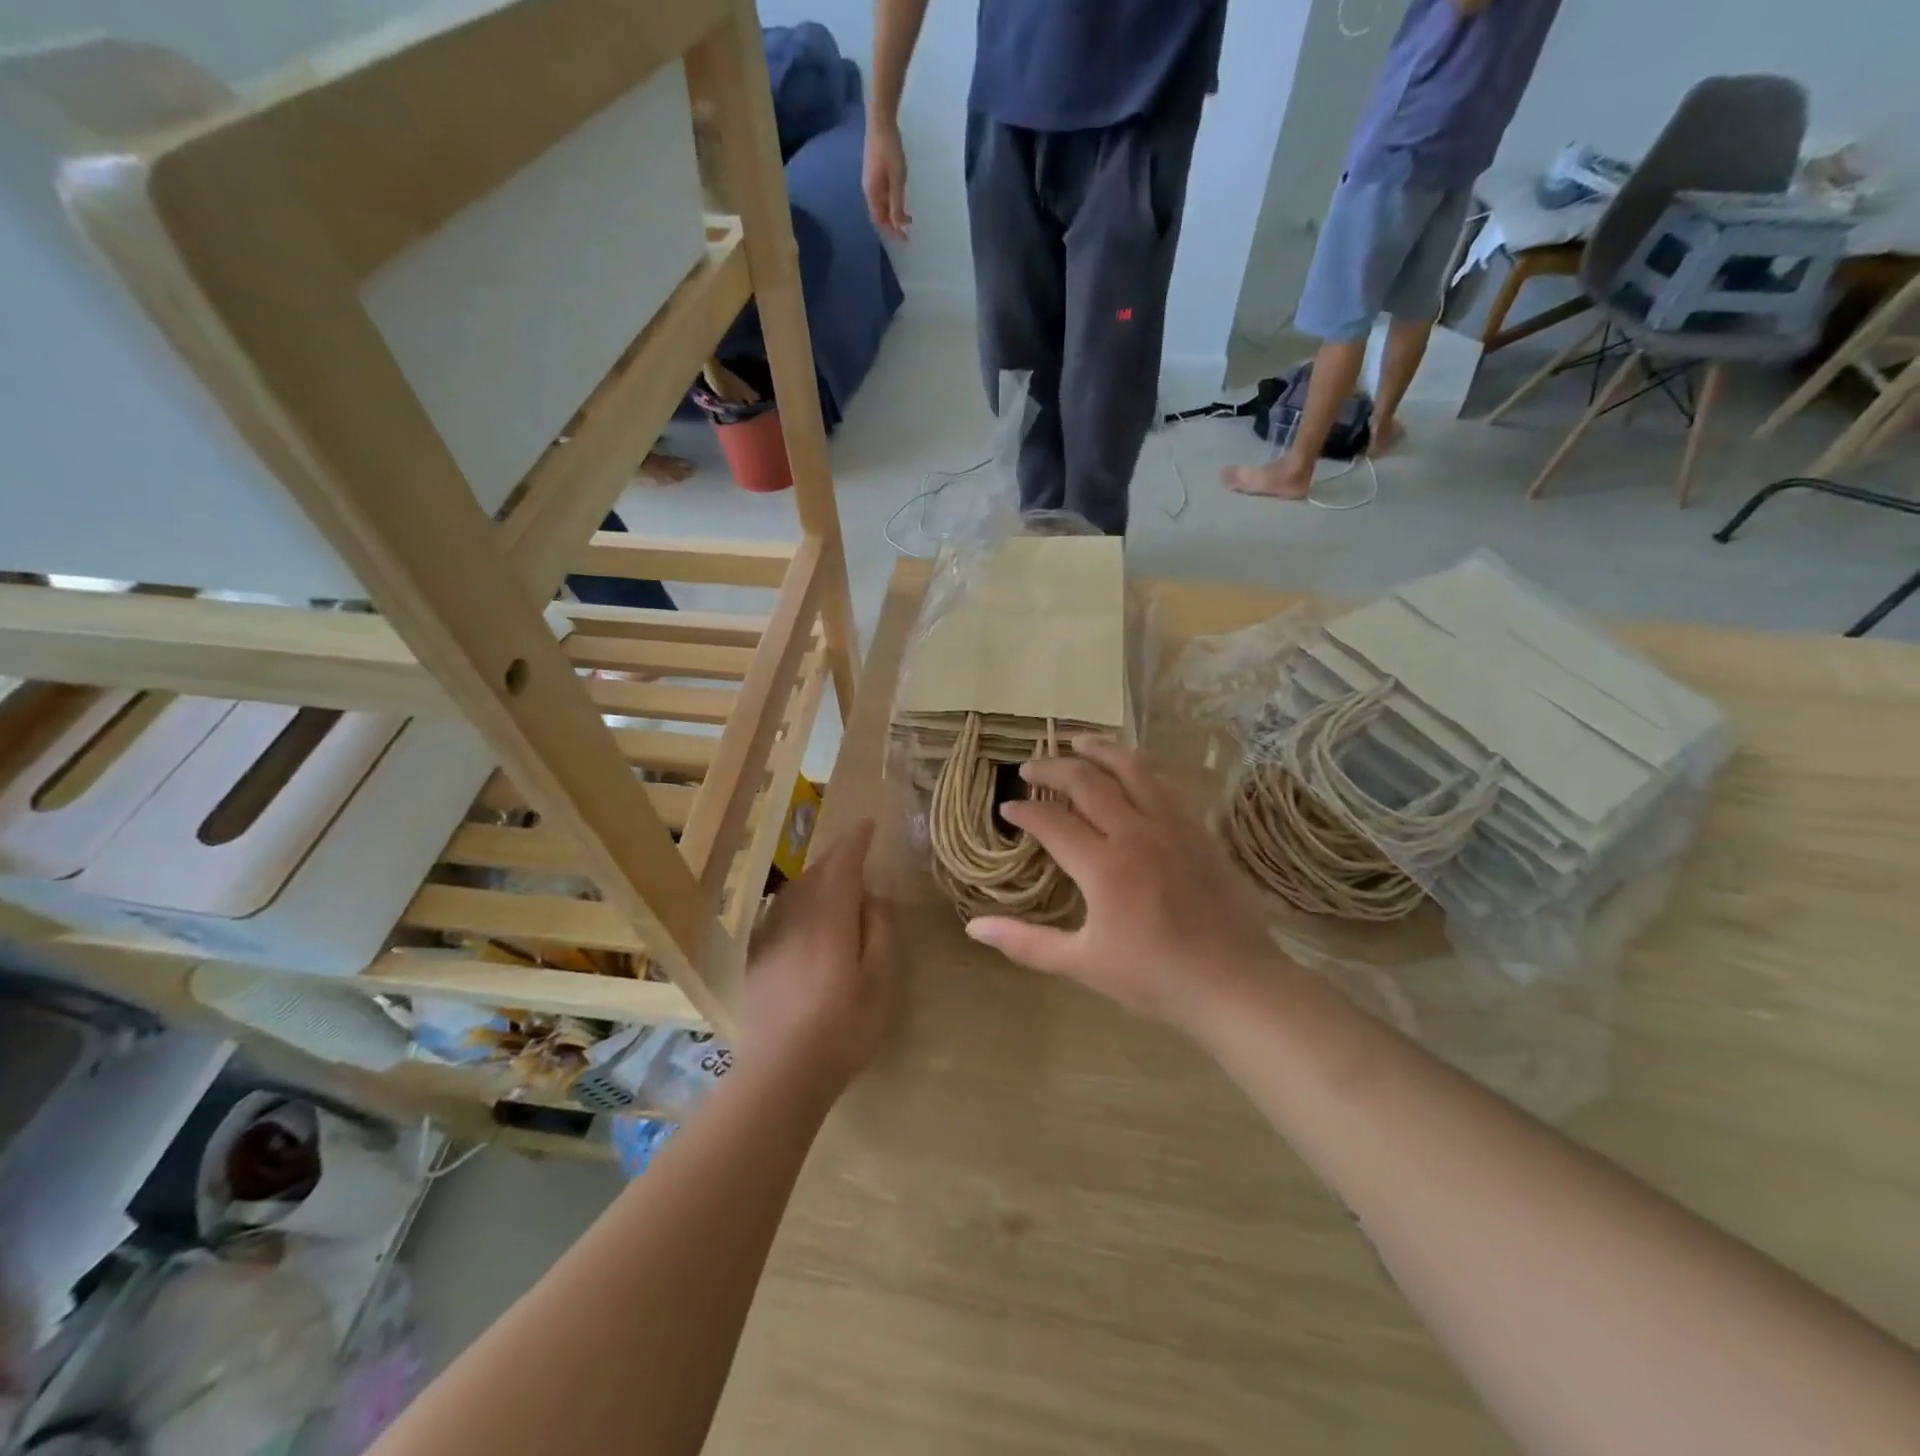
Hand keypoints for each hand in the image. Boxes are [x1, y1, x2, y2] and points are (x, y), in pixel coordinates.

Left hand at [742, 820, 895, 1086]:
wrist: (783, 1070)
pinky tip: (803, 916)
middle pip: (816, 872)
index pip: (843, 863)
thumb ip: (878, 927)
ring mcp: (770, 935)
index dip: (856, 841)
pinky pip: (778, 912)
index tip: (868, 825)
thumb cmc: (845, 1025)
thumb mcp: (880, 977)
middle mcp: (795, 915)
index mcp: (830, 914)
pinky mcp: (756, 957)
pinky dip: (796, 902)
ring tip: (833, 881)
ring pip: (794, 891)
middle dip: (836, 857)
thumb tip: (874, 891)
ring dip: (815, 877)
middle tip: (856, 852)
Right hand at [862, 120, 910, 239]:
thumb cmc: (889, 149)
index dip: (892, 232)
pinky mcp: (875, 173)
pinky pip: (882, 196)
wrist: (880, 120)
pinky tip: (900, 201)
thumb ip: (896, 203)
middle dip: (893, 225)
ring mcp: (871, 181)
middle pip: (880, 215)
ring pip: (881, 206)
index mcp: (872, 193)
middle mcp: (869, 190)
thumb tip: (897, 224)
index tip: (905, 239)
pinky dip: (892, 204)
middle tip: (908, 231)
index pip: (880, 221)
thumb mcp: (897, 179)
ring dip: (893, 215)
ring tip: (907, 218)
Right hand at [966, 739, 1283, 1033]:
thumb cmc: (1154, 977)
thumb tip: (973, 927)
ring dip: (1099, 749)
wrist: (1233, 982)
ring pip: (1131, 768)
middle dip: (1052, 768)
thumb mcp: (1082, 964)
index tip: (1008, 807)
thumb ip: (1026, 942)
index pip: (1052, 820)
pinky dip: (1138, 767)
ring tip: (1077, 740)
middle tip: (1030, 766)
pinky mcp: (1197, 828)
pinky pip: (1163, 783)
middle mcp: (1135, 832)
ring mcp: (1171, 825)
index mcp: (1103, 866)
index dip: (1024, 809)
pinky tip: (1130, 768)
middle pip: (1086, 781)